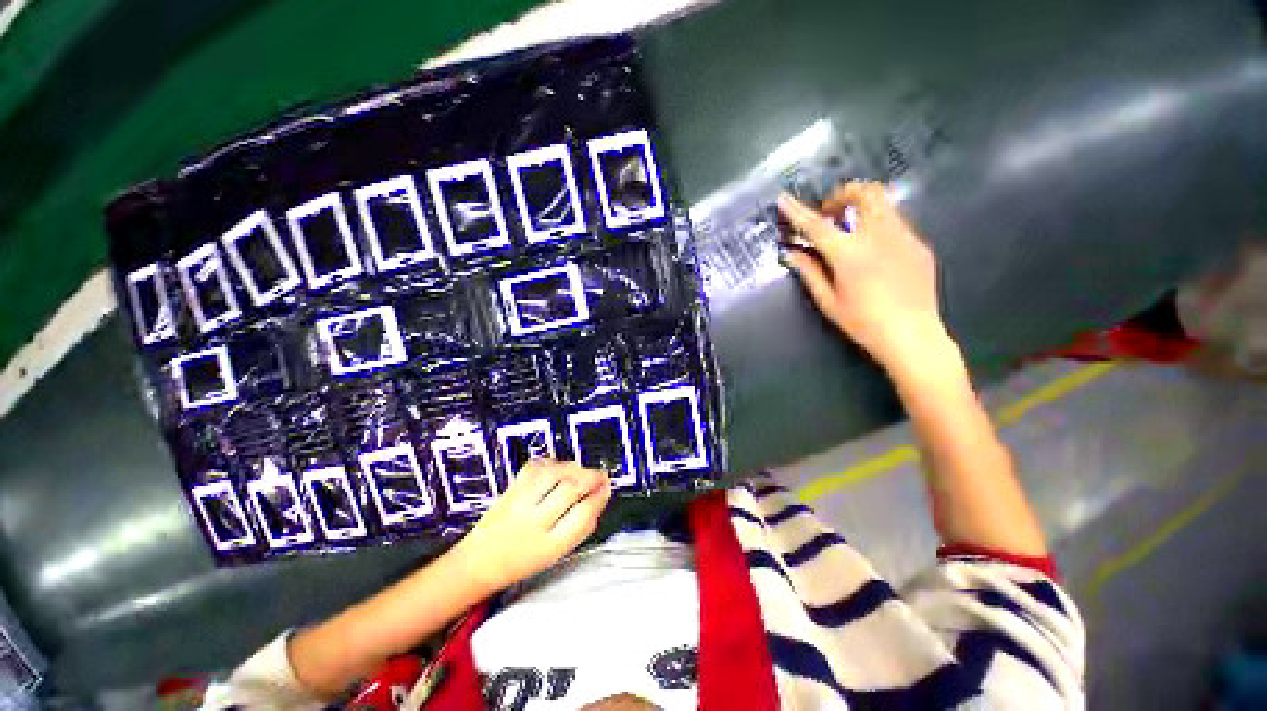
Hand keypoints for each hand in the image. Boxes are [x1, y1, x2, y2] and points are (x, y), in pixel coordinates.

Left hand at [451, 459, 611, 592]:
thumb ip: (582, 527)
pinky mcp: (511, 486)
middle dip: (592, 478)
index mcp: (549, 545)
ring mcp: (520, 501)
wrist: (480, 561)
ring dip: (576, 468)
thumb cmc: (524, 560)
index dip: (599, 497)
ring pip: (555, 473)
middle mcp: (533, 521)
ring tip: (584, 472)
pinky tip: (562, 469)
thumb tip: (600, 498)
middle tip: (602, 476)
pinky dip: (554, 463)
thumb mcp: (558, 553)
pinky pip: (537, 465)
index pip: (582, 514)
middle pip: (570, 489)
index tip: (608, 488)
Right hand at [778, 182, 947, 372]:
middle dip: (843, 193)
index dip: (797, 211)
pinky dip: (878, 224)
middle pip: (864, 193)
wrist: (912, 335)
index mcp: (849, 253)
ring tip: (851, 228)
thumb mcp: (828, 301)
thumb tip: (791, 253)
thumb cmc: (862, 322)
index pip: (817, 225)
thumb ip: (809, 272)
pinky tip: (874, 249)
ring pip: (883, 202)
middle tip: (831, 212)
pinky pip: (896, 222)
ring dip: (862, 206)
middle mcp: (878, 236)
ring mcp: (904, 237)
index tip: (784, 199)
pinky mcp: (919, 244)